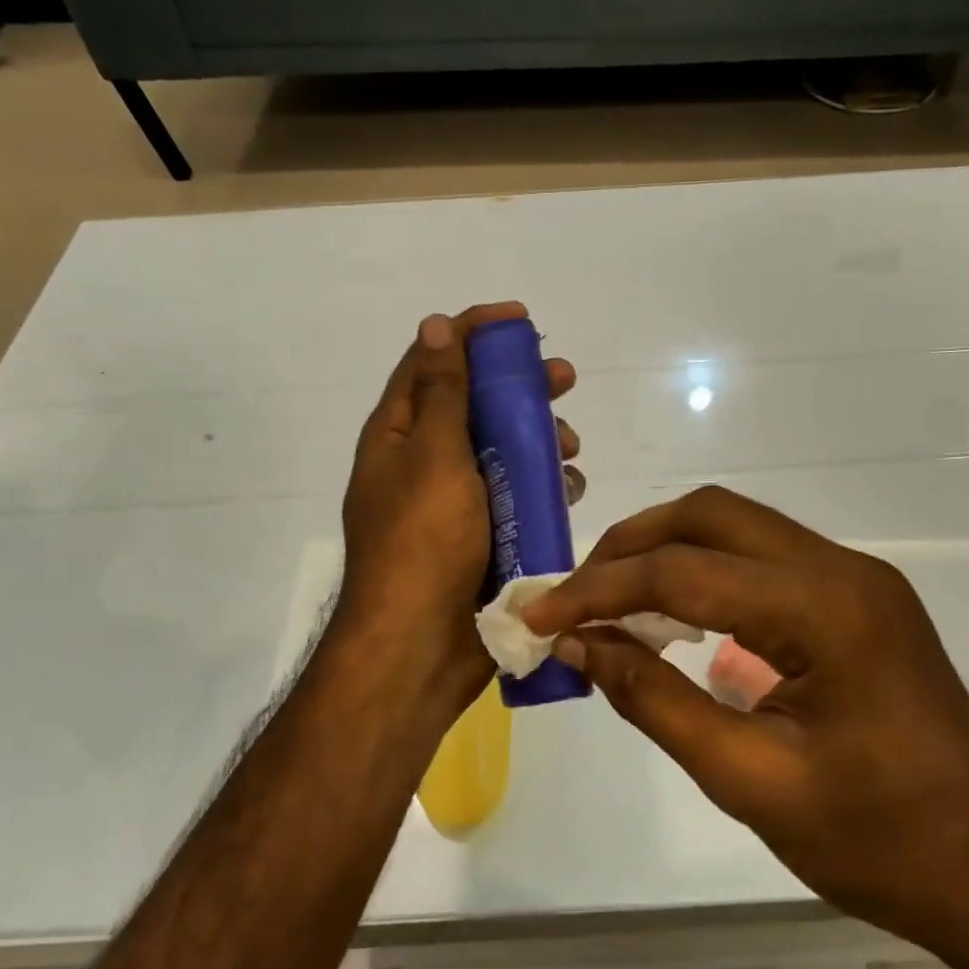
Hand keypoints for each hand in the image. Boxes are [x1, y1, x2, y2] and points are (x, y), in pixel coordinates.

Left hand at [337, 303, 579, 715]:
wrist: (421, 647)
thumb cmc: (424, 542)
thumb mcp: (432, 456)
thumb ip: (441, 392)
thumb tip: (435, 325)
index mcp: (398, 436)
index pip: (432, 362)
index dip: (473, 333)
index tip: (520, 321)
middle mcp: (423, 462)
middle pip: (475, 405)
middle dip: (520, 387)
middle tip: (564, 379)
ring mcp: (454, 502)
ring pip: (502, 451)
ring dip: (539, 439)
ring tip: (569, 449)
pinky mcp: (482, 536)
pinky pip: (517, 496)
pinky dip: (543, 485)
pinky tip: (568, 489)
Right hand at [520, 486, 968, 963]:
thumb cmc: (880, 842)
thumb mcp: (749, 780)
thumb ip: (654, 701)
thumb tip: (579, 646)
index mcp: (825, 608)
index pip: (684, 572)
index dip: (598, 590)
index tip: (538, 616)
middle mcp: (842, 570)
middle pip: (711, 516)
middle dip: (630, 546)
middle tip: (575, 594)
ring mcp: (855, 579)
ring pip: (737, 529)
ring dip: (666, 553)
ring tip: (610, 601)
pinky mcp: (857, 600)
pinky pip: (762, 561)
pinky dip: (704, 575)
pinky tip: (673, 618)